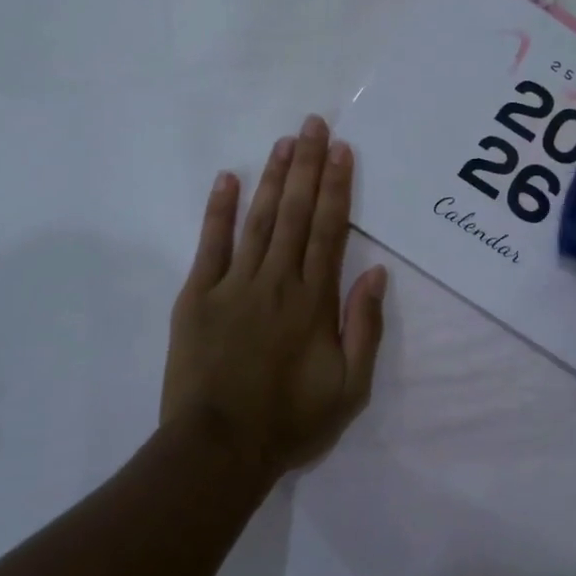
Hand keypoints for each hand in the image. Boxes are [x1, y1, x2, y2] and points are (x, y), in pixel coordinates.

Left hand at [161, 115, 388, 478]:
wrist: (218, 450)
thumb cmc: (290, 421)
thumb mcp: (350, 388)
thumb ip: (365, 328)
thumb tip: (377, 275)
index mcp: (314, 301)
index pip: (330, 231)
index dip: (338, 187)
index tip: (342, 151)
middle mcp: (277, 281)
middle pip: (297, 213)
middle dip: (308, 166)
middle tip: (314, 125)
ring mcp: (234, 285)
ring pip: (259, 220)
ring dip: (274, 178)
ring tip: (285, 142)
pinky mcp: (198, 297)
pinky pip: (211, 245)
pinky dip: (219, 210)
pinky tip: (228, 179)